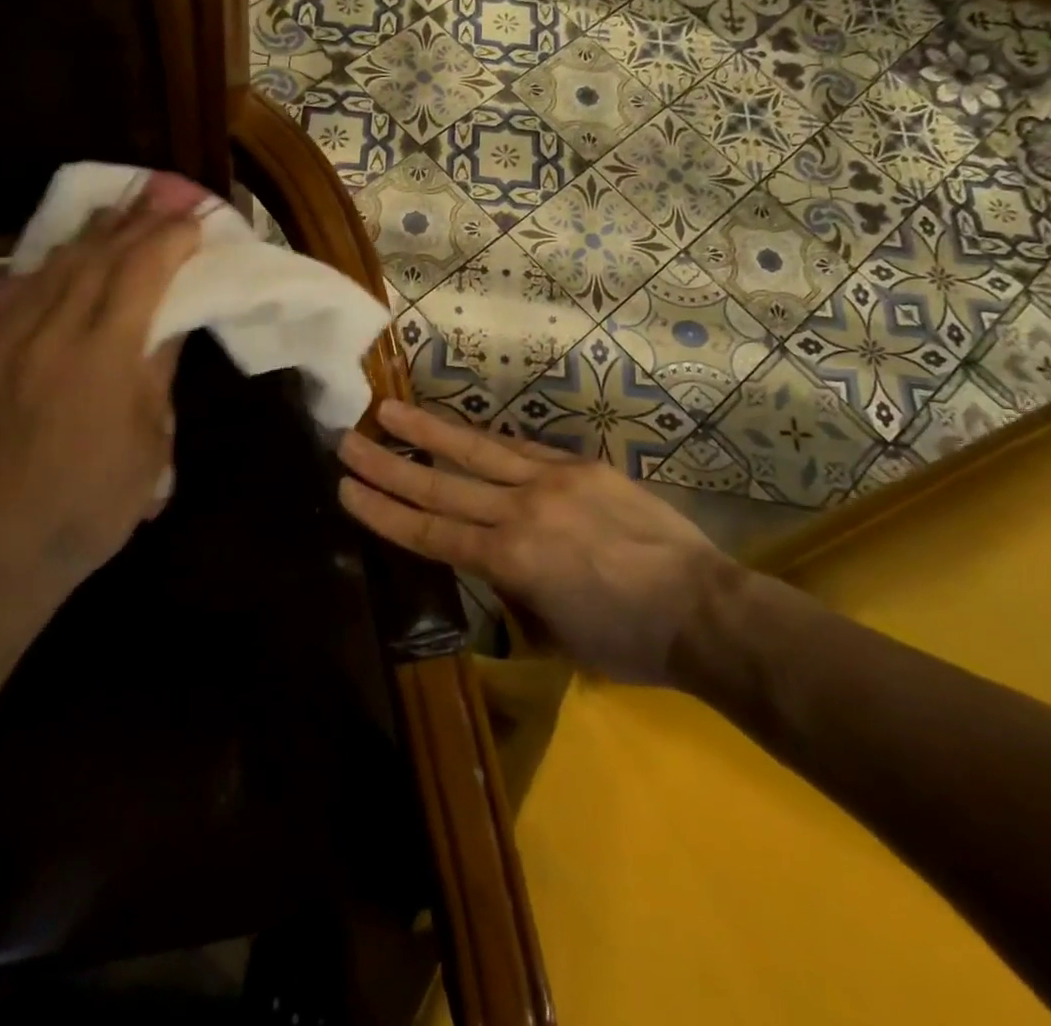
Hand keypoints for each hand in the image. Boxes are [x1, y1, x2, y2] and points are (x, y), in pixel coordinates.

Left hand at [0, 202, 200, 603]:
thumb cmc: (93, 502)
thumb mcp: (149, 440)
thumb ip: (156, 370)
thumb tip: (170, 321)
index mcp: (104, 354)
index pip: (142, 273)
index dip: (170, 240)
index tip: (193, 220)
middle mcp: (52, 332)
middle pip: (97, 258)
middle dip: (133, 222)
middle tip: (159, 196)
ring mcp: (7, 341)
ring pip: (53, 268)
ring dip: (90, 235)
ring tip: (114, 210)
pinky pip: (16, 294)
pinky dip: (47, 267)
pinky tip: (60, 256)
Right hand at [338, 400, 733, 683]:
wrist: (703, 608)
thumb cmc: (627, 640)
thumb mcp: (553, 634)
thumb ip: (512, 592)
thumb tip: (491, 565)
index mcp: (511, 561)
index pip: (431, 532)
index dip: (384, 512)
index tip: (346, 488)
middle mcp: (522, 512)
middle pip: (441, 485)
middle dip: (388, 465)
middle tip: (347, 441)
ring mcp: (553, 481)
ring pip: (476, 451)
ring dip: (428, 431)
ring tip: (389, 410)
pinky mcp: (580, 465)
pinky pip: (522, 449)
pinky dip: (485, 441)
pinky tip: (462, 430)